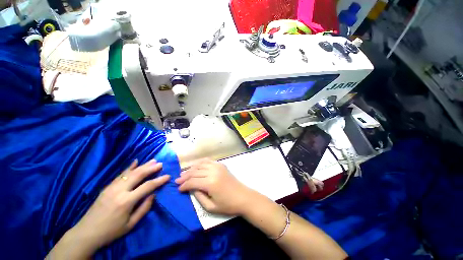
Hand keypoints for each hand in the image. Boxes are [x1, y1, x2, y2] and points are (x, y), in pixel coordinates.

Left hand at [61, 159, 169, 256]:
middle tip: (161, 164)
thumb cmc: (111, 231)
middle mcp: (119, 191)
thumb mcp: (130, 224)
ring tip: (153, 161)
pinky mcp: (107, 187)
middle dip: (151, 168)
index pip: (147, 186)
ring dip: (143, 165)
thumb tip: (153, 195)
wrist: (86, 233)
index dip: (159, 180)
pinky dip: (129, 167)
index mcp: (126, 201)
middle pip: (138, 175)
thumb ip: (144, 208)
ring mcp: (112, 187)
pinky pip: (120, 174)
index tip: (168, 176)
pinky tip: (135, 161)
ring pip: (130, 172)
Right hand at [175, 158, 255, 215]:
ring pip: (200, 164)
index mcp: (210, 183)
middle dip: (185, 176)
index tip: (178, 189)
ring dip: (191, 168)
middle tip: (177, 180)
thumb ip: (198, 197)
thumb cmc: (228, 205)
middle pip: (195, 171)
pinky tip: (196, 165)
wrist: (243, 197)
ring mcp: (218, 166)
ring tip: (185, 173)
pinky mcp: (221, 165)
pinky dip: (200, 162)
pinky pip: (208, 160)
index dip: (184, 185)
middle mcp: (213, 171)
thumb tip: (191, 188)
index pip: (192, 182)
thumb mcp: (210, 207)